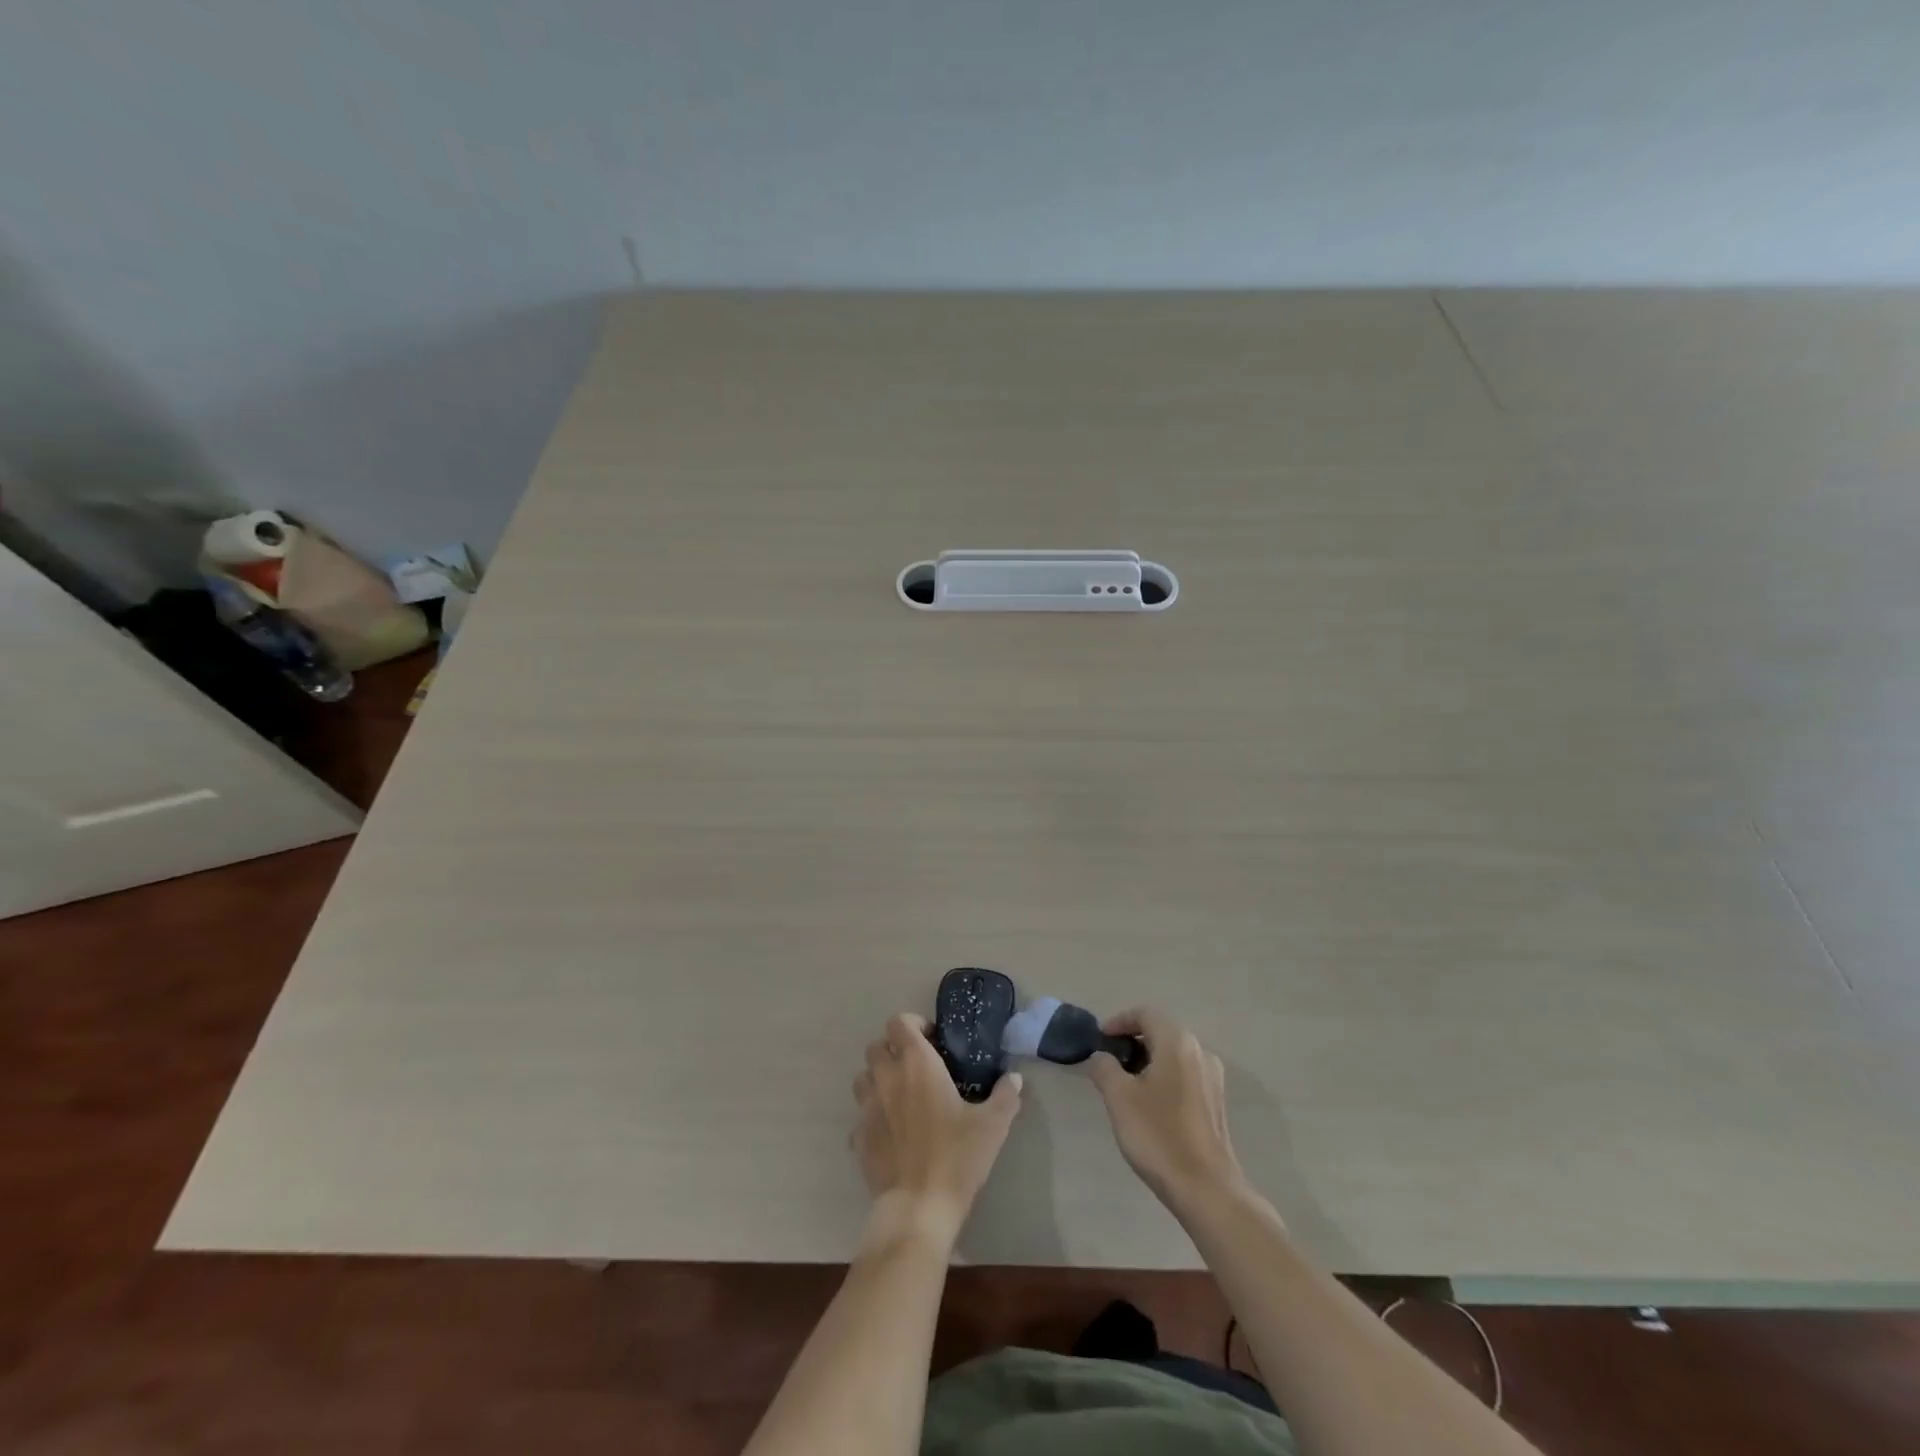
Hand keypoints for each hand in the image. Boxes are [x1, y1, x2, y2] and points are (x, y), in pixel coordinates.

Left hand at [852, 1012, 1022, 1238]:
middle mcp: (887, 1077)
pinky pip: (859, 1116)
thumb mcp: (992, 1125)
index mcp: (917, 1064)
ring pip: (863, 1077)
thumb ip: (1005, 1096)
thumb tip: (1014, 1078)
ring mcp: (867, 1108)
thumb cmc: (957, 1157)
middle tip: (916, 1067)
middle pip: (876, 1046)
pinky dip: (871, 1116)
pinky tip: (890, 1132)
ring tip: (900, 1095)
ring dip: (878, 1079)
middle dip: (893, 1050)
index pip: (899, 1022)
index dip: (913, 1024)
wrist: (919, 1207)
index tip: (932, 1040)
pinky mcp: (858, 1138)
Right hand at [1087, 1008, 1244, 1209]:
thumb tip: (1101, 1057)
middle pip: (1161, 1031)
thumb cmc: (1159, 1135)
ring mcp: (1212, 1078)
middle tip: (1108, 1061)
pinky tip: (1149, 1103)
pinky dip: (1164, 1076)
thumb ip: (1104, 1068)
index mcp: (1177, 1042)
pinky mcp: (1216, 1102)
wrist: (1206, 1189)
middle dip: (1132, 1041)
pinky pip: (1185, 1074)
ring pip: (1174, 1054)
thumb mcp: (1119, 1098)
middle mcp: (1200, 1051)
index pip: (1145, 1014)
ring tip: (1125, 1083)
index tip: (1099, 1039)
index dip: (1119, 1021)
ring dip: (1148, 1059)